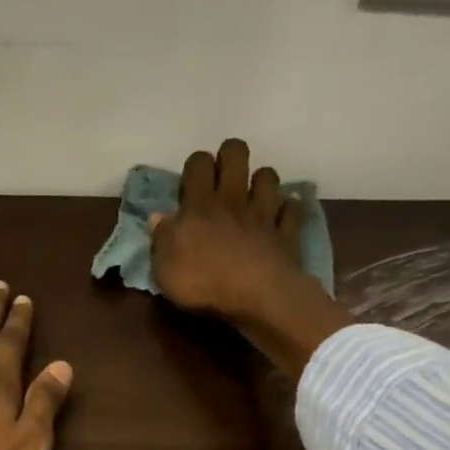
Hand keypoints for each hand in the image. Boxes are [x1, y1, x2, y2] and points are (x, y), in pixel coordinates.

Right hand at [149, 138, 350, 376]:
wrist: (256, 296)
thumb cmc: (203, 284)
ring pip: (267, 176)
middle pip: (236, 153)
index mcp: (200, 206)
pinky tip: (281, 218)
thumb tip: (158, 218)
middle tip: (223, 178)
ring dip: (261, 182)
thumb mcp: (164, 269)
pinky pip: (291, 210)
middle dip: (230, 157)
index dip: (196, 166)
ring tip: (254, 198)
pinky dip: (287, 210)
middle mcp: (233, 200)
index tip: (192, 184)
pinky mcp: (286, 233)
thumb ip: (161, 240)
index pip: (198, 163)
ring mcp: (263, 214)